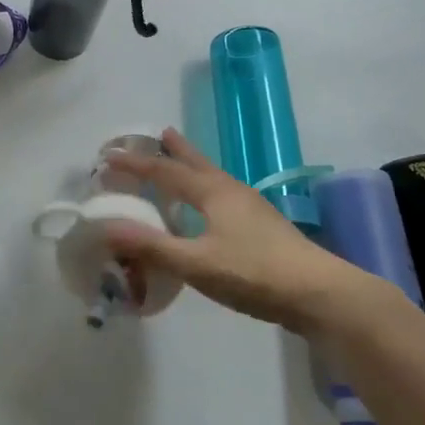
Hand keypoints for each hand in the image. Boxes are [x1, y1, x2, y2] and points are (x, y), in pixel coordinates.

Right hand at [103, 128, 361, 332]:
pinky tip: (210, 209)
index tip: (108, 156)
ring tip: (182, 161)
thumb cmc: (254, 272)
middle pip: (197, 163)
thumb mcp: (196, 263)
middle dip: (175, 149)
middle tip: (160, 132)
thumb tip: (106, 227)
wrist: (318, 292)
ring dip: (193, 167)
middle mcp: (231, 191)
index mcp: (212, 193)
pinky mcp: (263, 227)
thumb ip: (152, 246)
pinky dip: (206, 190)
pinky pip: (223, 196)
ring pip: (214, 178)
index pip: (165, 172)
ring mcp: (251, 208)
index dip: (135, 164)